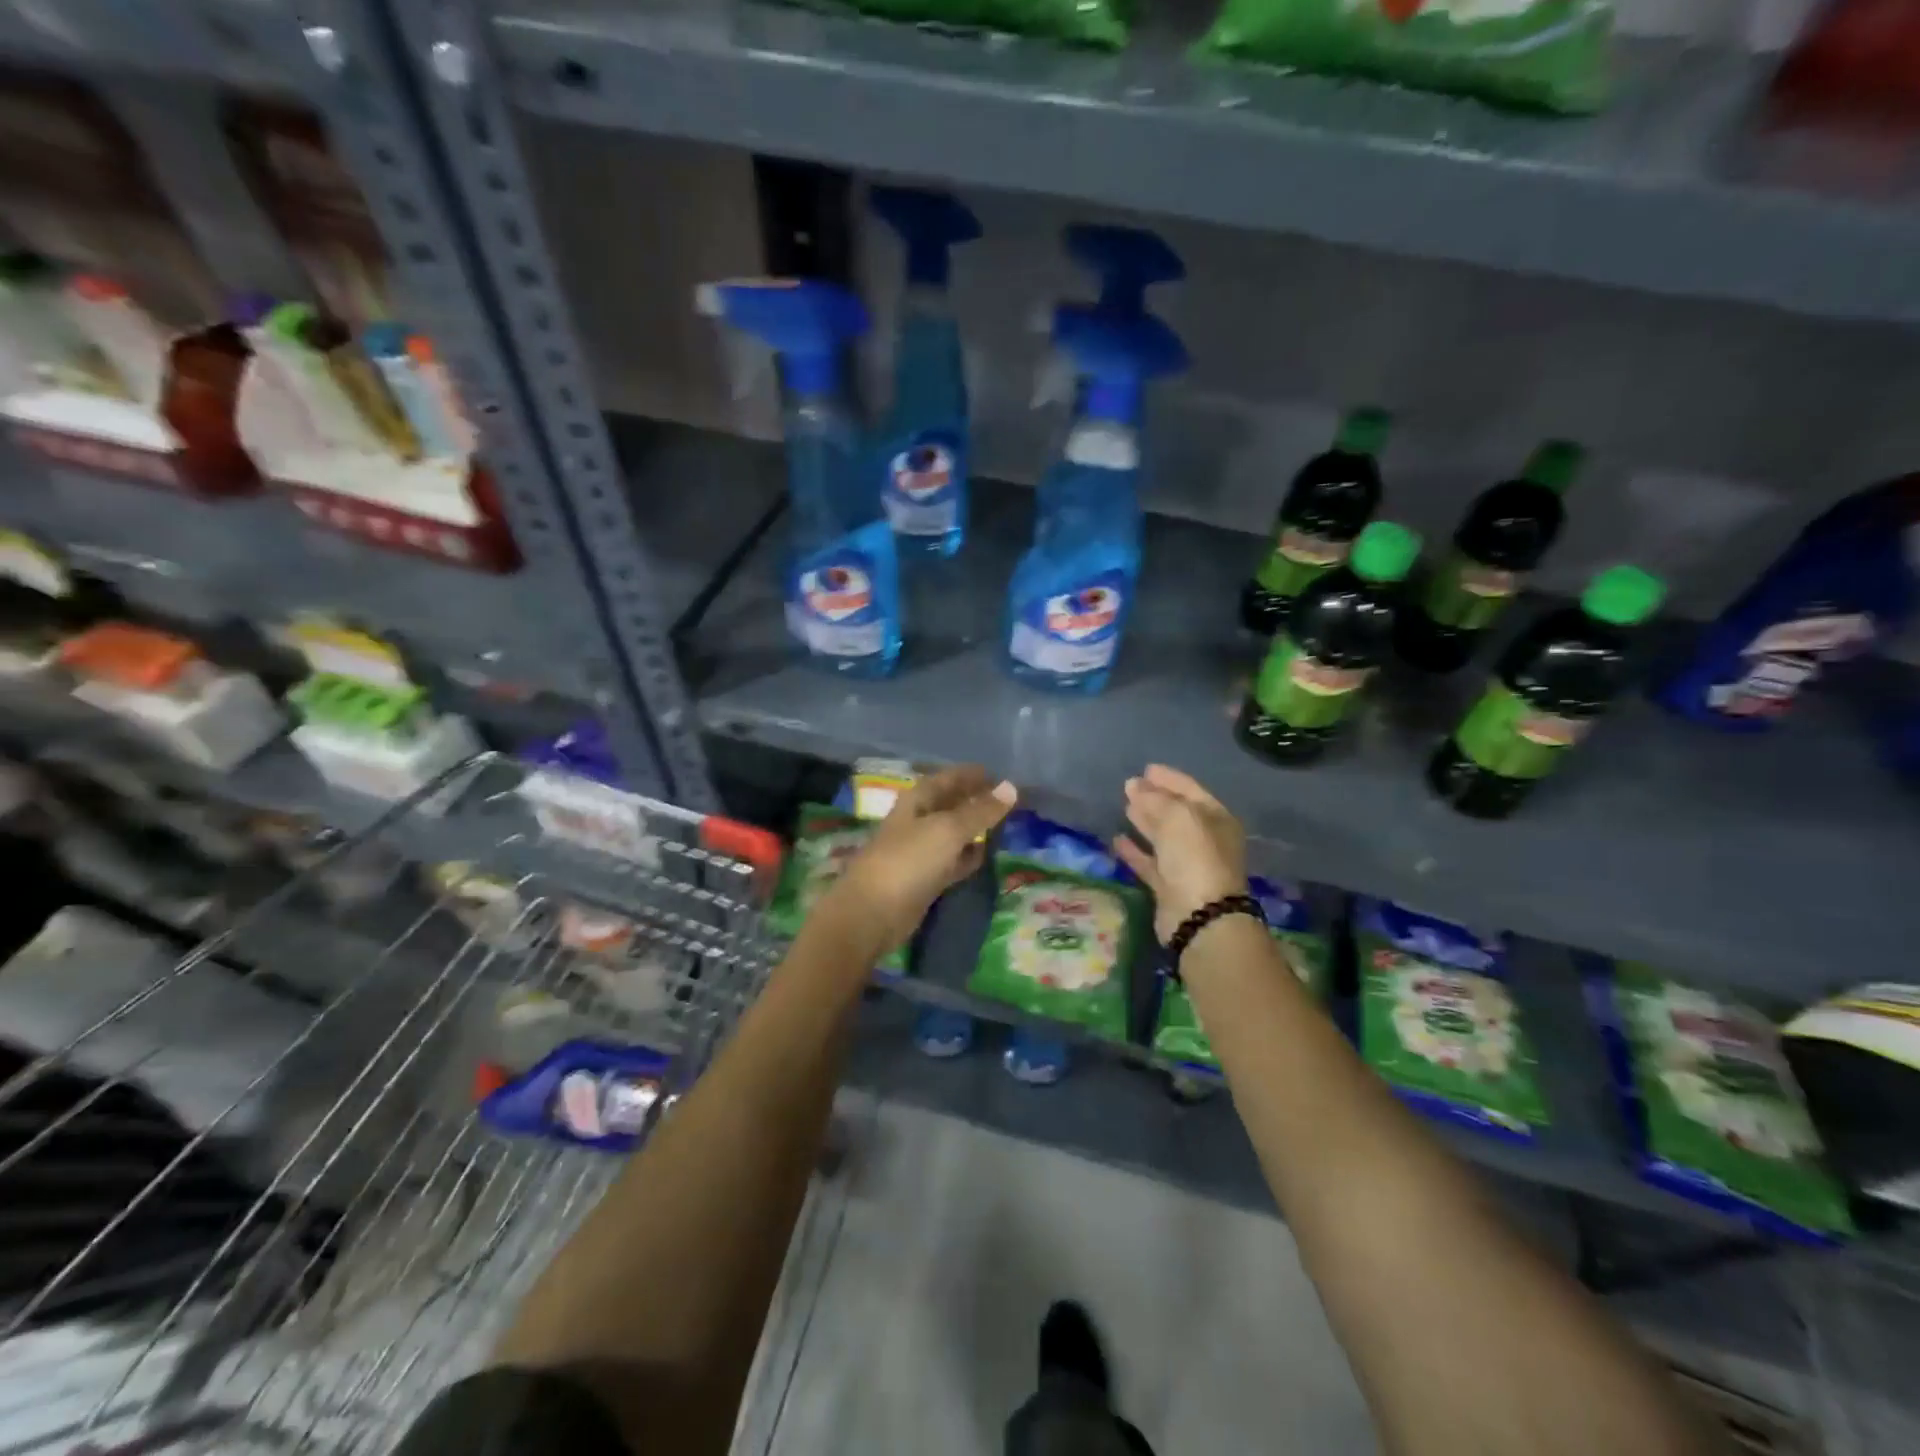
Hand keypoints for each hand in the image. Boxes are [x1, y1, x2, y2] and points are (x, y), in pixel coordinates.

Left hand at [820, 765, 1017, 952]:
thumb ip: (980, 810)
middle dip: (976, 800)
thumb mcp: (948, 830)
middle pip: (951, 804)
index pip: (948, 778)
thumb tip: (1011, 787)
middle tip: (1009, 801)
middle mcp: (918, 821)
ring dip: (975, 829)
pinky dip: (968, 856)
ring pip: (953, 833)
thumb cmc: (909, 860)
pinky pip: (952, 860)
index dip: (972, 775)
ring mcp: (920, 851)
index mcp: (917, 800)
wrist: (873, 912)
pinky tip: (986, 855)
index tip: (1000, 775)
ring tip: (1005, 825)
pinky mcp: (925, 879)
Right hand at [1113, 765, 1248, 943]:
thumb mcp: (1177, 817)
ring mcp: (1187, 865)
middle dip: (1155, 798)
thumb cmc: (1195, 856)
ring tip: (1125, 807)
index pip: (1190, 790)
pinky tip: (1117, 839)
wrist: (1200, 916)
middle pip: (1176, 813)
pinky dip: (1135, 851)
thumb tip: (1134, 785)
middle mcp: (1205, 840)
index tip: (1146, 768)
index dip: (1169, 779)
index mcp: (1216, 819)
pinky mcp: (1169, 886)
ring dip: (1145, 822)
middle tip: (1130, 786)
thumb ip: (1154, 799)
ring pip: (1162, 837)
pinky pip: (1149, 862)